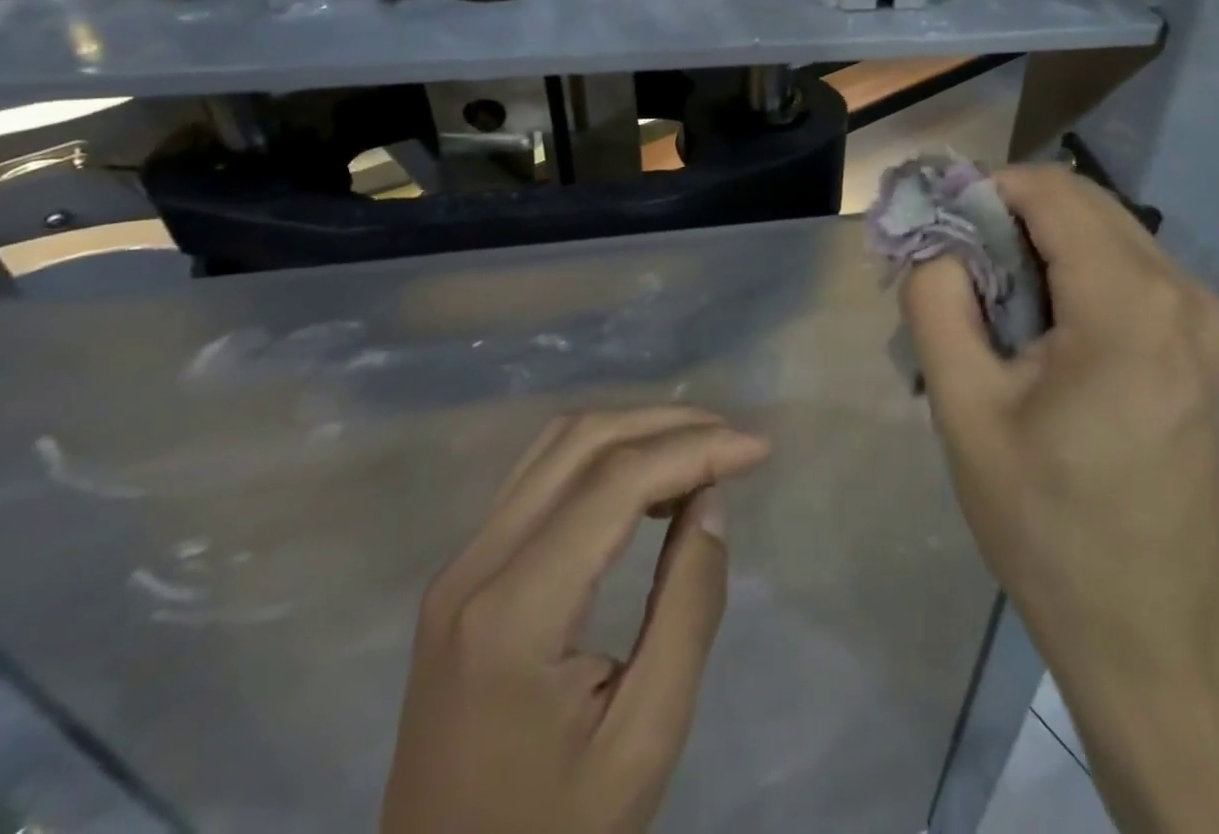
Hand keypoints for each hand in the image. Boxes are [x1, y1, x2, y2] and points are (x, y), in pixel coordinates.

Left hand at [381, 408, 770, 833]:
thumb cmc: (554, 833)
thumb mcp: (645, 740)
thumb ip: (687, 607)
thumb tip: (709, 500)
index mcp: (514, 611)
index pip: (615, 482)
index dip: (694, 449)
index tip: (758, 449)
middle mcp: (475, 564)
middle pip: (581, 441)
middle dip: (667, 425)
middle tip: (734, 440)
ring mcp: (460, 565)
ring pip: (556, 446)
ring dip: (633, 431)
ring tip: (698, 450)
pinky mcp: (463, 575)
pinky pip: (538, 478)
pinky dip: (600, 457)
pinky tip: (642, 481)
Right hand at [903, 164, 1218, 832]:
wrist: (1151, 634)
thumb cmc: (1047, 525)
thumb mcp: (964, 410)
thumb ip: (936, 303)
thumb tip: (938, 243)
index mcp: (1131, 308)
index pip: (1052, 192)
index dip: (987, 192)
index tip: (943, 232)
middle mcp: (1187, 296)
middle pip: (1085, 205)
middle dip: (1013, 217)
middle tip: (961, 270)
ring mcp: (1211, 322)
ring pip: (1111, 234)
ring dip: (1046, 246)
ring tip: (999, 306)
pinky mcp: (1212, 348)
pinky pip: (1135, 272)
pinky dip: (1081, 274)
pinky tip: (1051, 331)